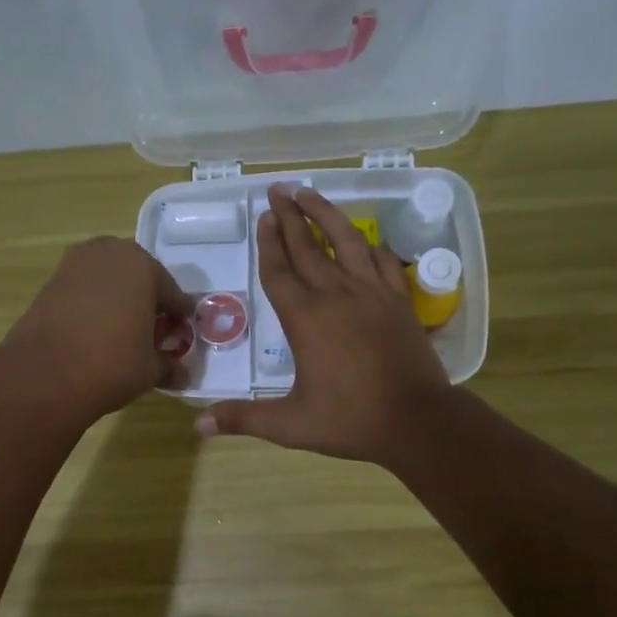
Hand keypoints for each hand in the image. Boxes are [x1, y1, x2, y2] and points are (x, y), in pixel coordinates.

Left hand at [1, 237, 192, 423]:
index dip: (179, 319)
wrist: (44, 374)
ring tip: (122, 335)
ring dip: (119, 302)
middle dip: (147, 304)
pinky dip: (94, 307)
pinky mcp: (50, 282)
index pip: (172, 294)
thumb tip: (182, 374)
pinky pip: (85, 291)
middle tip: (151, 335)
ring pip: (109, 282)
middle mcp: (109, 253)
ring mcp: (74, 264)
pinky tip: (96, 334)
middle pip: (139, 280)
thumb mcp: (150, 370)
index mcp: (142, 266)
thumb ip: (169, 366)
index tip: (181, 338)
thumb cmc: (112, 364)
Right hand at [197, 185, 450, 463]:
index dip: (269, 243)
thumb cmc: (350, 421)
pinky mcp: (399, 301)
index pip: (279, 272)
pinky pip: (382, 261)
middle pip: (307, 248)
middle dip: (290, 217)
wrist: (417, 421)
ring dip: (327, 215)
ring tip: (312, 192)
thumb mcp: (290, 425)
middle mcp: (337, 296)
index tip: (264, 216)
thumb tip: (199, 424)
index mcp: (305, 319)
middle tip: (277, 191)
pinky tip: (362, 240)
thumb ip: (244, 419)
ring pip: (346, 242)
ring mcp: (372, 294)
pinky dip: (369, 245)